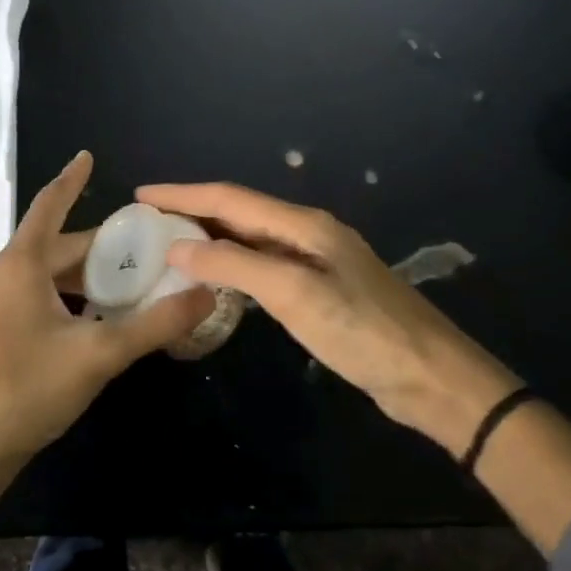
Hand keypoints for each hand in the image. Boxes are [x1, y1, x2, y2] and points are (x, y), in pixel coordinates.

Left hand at [0, 153, 214, 470]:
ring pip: (40, 277)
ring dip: (79, 279)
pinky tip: (84, 322)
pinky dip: (59, 300)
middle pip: (53, 248)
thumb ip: (156, 324)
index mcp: (19, 266)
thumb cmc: (27, 391)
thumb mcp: (99, 355)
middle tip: (140, 254)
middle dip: (96, 250)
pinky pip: (26, 299)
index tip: (87, 157)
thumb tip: (206, 292)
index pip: (50, 206)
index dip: (72, 180)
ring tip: (121, 290)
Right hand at [136, 181, 522, 455]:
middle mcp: (307, 234)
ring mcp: (316, 262)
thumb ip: (235, 266)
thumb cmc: (363, 332)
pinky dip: (231, 266)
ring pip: (250, 239)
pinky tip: (214, 278)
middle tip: (145, 222)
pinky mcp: (320, 291)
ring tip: (167, 245)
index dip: (182, 194)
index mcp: (303, 225)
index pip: (229, 198)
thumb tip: (177, 247)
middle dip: (191, 212)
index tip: (139, 194)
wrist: (431, 376)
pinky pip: (263, 267)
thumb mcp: (294, 294)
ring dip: (209, 238)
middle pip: (239, 213)